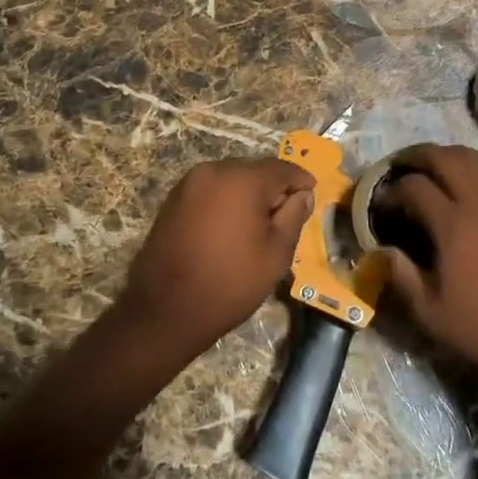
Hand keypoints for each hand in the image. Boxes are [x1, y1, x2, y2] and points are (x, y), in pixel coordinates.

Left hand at [114, 158, 315, 362]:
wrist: (166, 309)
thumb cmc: (230, 282)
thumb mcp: (276, 254)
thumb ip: (294, 216)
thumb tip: (301, 194)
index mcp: (243, 179)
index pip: (282, 168)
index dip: (300, 180)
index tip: (312, 193)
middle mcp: (214, 170)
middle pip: (255, 170)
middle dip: (273, 187)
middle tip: (287, 214)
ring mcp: (190, 182)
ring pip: (232, 178)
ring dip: (248, 193)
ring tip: (258, 223)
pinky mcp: (174, 198)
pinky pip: (212, 189)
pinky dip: (226, 200)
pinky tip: (231, 226)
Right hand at [374, 144, 477, 382]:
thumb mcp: (432, 314)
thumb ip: (402, 277)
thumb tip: (381, 250)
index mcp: (454, 225)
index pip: (415, 187)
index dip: (392, 190)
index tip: (381, 203)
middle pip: (444, 157)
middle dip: (416, 156)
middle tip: (399, 167)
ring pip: (472, 158)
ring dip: (445, 156)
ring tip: (429, 169)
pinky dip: (471, 168)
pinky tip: (464, 184)